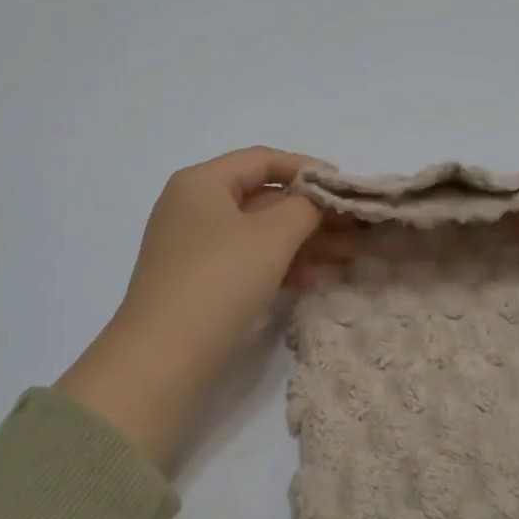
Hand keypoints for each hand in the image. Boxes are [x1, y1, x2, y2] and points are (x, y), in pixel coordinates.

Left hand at [58, 147, 328, 466]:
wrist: (163, 358)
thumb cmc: (220, 280)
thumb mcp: (272, 236)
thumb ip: (305, 207)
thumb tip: (319, 198)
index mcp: (201, 182)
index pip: (262, 159)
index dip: (307, 169)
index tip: (345, 186)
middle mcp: (193, 207)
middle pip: (262, 197)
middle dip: (312, 212)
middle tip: (355, 226)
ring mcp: (193, 247)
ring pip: (258, 232)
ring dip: (303, 240)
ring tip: (349, 253)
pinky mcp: (198, 282)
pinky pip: (247, 260)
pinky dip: (280, 264)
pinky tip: (315, 277)